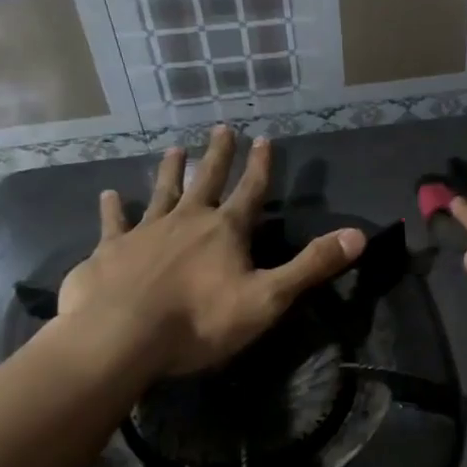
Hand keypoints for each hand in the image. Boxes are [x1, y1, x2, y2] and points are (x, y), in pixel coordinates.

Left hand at [58, 128, 363, 378]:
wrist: (119, 339)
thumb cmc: (200, 321)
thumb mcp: (268, 298)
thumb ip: (312, 265)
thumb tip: (358, 235)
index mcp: (226, 230)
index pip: (251, 191)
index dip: (261, 166)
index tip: (264, 138)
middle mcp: (186, 221)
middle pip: (206, 181)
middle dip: (218, 156)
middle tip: (221, 127)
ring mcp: (144, 233)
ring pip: (161, 193)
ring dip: (170, 171)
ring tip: (174, 149)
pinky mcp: (109, 252)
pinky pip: (113, 223)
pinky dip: (112, 209)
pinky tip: (108, 195)